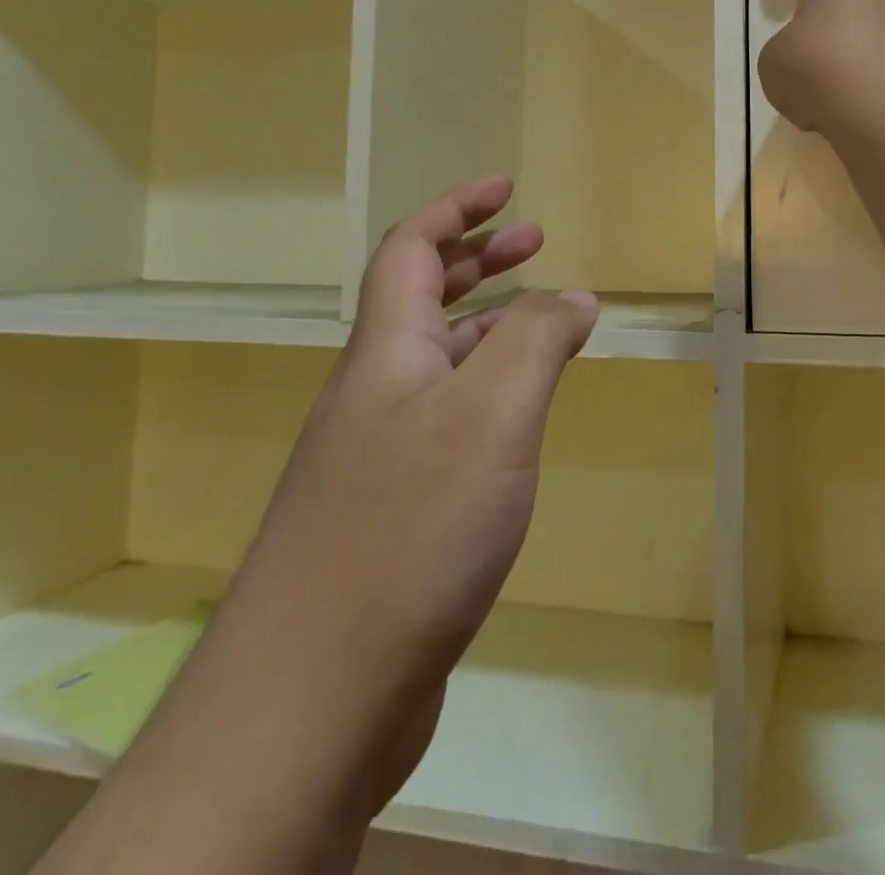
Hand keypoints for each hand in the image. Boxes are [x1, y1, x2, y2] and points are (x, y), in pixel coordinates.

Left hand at [240, 177, 596, 782]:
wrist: (311, 697)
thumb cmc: (409, 527)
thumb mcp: (493, 412)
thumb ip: (537, 339)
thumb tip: (574, 296)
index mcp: (387, 350)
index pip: (412, 248)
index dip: (457, 208)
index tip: (507, 187)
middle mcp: (373, 391)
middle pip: (422, 297)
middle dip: (480, 257)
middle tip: (536, 240)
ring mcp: (376, 453)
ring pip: (436, 360)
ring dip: (487, 324)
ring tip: (543, 321)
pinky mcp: (389, 509)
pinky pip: (445, 418)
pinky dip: (486, 391)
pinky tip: (517, 420)